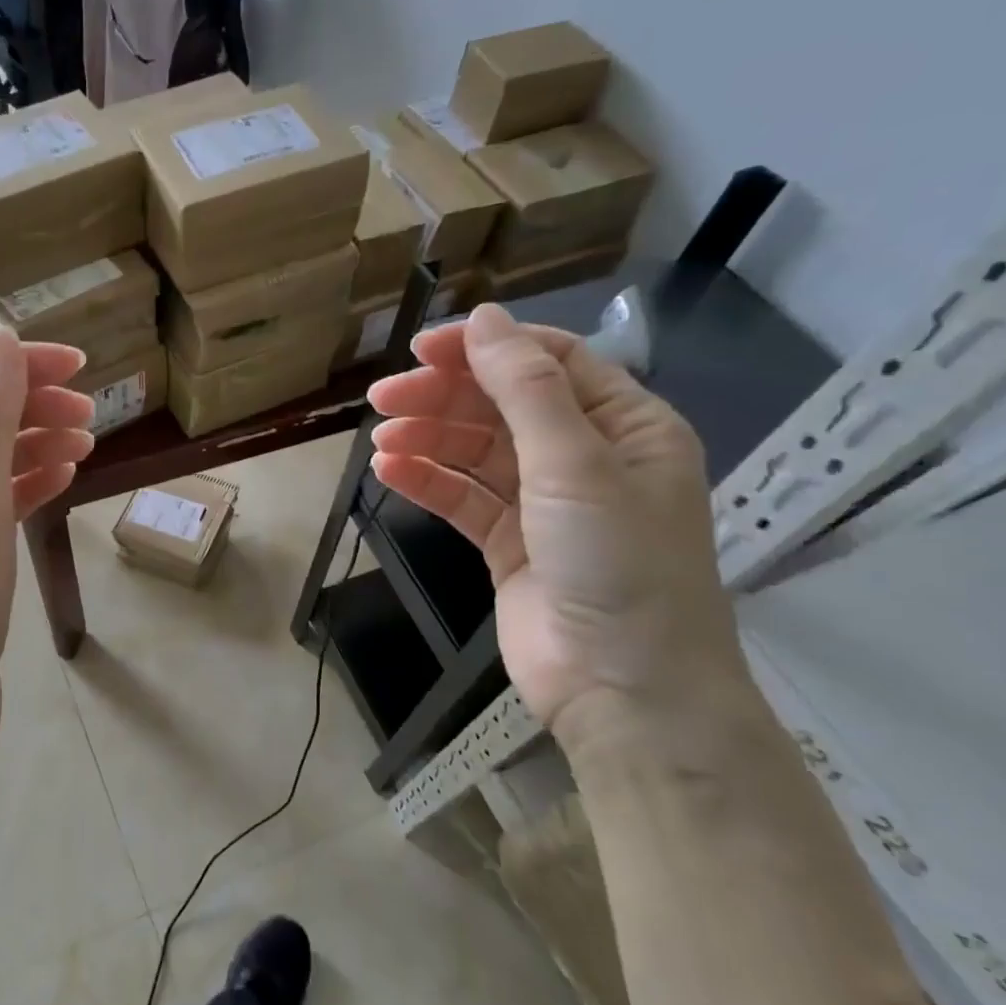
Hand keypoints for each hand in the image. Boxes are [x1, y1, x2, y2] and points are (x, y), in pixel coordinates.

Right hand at [367, 304, 754, 749]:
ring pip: (476, 453)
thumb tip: (483, 319)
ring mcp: (545, 504)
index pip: (548, 363)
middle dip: (445, 396)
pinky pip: (463, 499)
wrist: (622, 685)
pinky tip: (390, 472)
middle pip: (503, 406)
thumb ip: (526, 388)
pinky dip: (428, 482)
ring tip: (381, 440)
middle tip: (383, 397)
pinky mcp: (509, 544)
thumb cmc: (616, 560)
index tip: (421, 349)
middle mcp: (586, 457)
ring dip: (428, 439)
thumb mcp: (575, 463)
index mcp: (624, 425)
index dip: (485, 348)